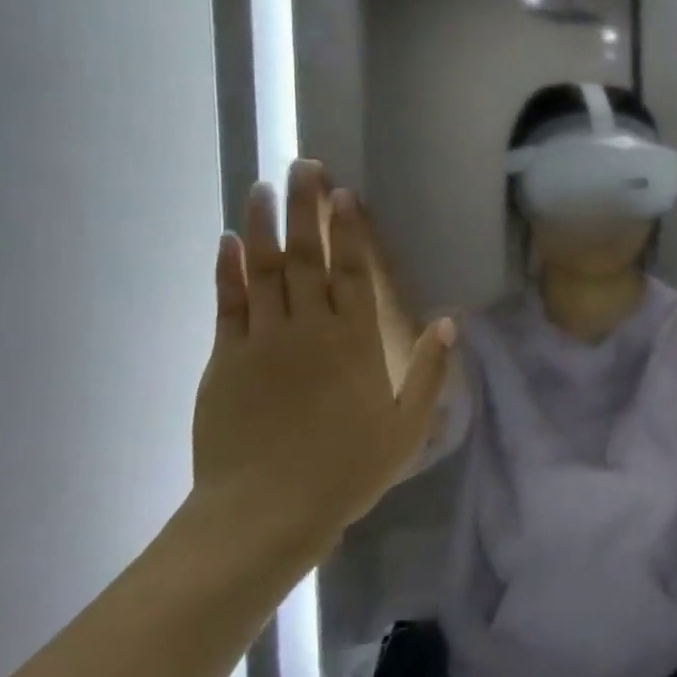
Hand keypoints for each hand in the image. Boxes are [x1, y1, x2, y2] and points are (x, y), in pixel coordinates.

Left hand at [191, 160, 454, 559]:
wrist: (265, 511)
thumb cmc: (346, 470)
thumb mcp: (407, 427)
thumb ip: (429, 372)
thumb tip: (450, 323)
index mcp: (355, 342)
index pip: (354, 272)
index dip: (350, 230)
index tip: (344, 192)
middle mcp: (309, 329)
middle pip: (307, 257)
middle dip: (305, 208)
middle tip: (301, 166)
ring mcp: (263, 341)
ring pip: (263, 269)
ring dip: (262, 225)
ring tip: (262, 186)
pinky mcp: (226, 359)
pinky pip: (228, 303)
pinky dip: (227, 270)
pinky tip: (227, 242)